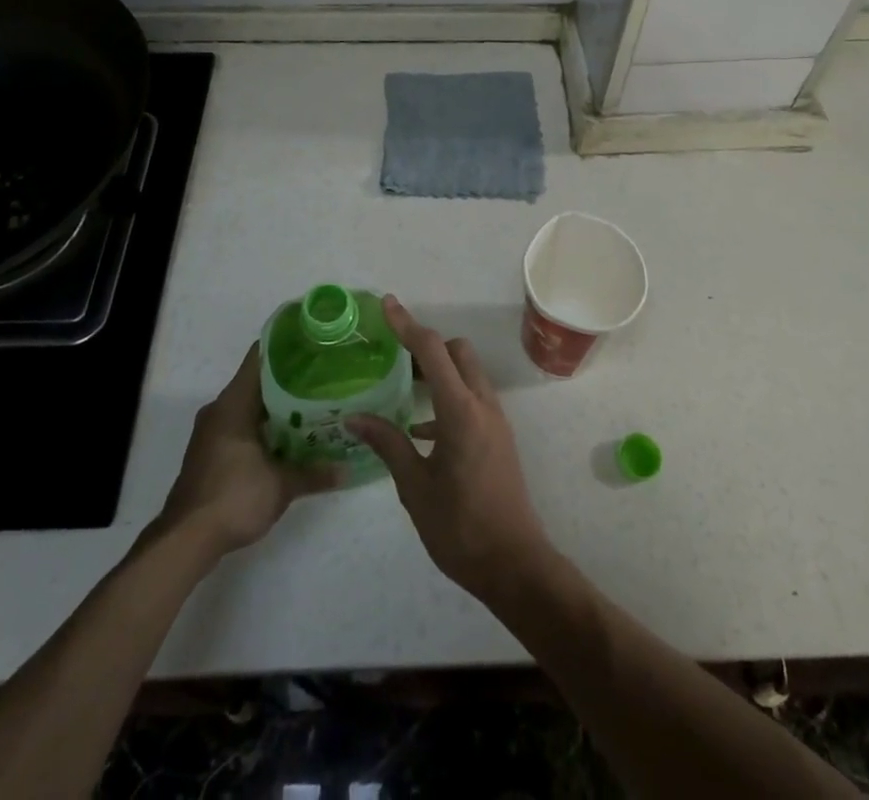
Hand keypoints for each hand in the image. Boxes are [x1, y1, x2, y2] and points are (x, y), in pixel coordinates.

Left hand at [159, 345, 337, 558]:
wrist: (185, 541)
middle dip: (289, 378)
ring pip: (249, 405)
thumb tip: (346, 469)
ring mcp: (212, 431)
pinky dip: (264, 425)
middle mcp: (220, 409)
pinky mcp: (210, 452)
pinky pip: (241, 425)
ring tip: (313, 405)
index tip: (314, 342)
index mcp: (234, 402)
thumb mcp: (281, 485)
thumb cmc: (233, 497)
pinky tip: (289, 436)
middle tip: (323, 376)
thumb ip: (314, 473)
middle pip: (257, 380)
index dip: (287, 345)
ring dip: (277, 405)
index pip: (260, 356)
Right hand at [346, 296, 553, 603]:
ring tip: (402, 387)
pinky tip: (420, 429)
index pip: (432, 351)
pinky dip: (448, 398)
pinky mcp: (498, 437)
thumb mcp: (415, 488)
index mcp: (461, 412)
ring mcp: (495, 421)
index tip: (387, 304)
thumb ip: (388, 445)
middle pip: (457, 352)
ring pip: (468, 374)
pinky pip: (472, 399)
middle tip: (394, 357)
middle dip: (427, 346)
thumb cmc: (461, 528)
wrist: (515, 564)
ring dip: (439, 371)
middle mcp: (482, 405)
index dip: (408, 325)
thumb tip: (354, 418)